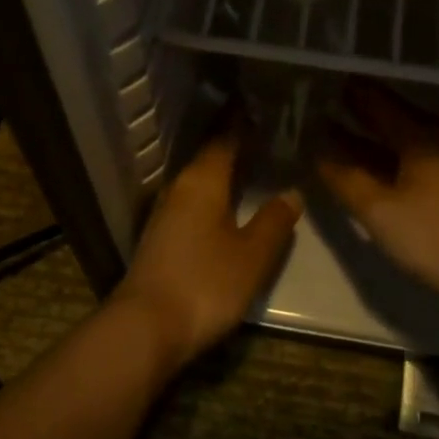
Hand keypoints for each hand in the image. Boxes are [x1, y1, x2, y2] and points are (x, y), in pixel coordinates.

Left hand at [111, 126, 302, 367]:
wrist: (146, 328)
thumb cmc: (205, 283)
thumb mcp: (252, 255)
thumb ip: (274, 221)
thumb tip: (292, 192)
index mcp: (203, 180)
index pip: (225, 138)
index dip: (245, 124)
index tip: (266, 110)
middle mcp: (180, 188)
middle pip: (211, 157)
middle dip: (237, 146)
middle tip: (268, 137)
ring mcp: (166, 213)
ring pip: (201, 180)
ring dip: (225, 172)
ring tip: (255, 167)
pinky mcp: (161, 237)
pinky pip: (193, 202)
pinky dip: (214, 196)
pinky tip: (229, 207)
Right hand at [315, 82, 438, 300]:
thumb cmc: (435, 236)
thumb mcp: (380, 210)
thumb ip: (346, 180)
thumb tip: (316, 153)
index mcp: (419, 136)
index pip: (378, 101)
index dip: (351, 91)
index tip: (325, 80)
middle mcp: (435, 140)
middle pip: (391, 117)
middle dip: (358, 111)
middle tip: (324, 102)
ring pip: (399, 141)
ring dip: (368, 137)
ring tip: (335, 131)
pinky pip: (408, 160)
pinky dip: (383, 157)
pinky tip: (368, 168)